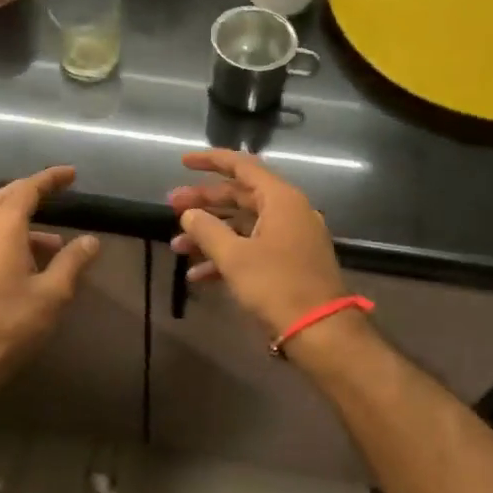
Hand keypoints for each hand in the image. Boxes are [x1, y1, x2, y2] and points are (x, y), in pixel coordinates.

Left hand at [0, 166, 100, 395]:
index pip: (25, 191)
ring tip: (58, 242)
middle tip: (57, 191)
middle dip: (30, 190)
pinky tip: (37, 264)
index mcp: (2, 233)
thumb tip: (90, 240)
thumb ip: (72, 262)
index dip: (48, 179)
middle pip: (4, 198)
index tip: (70, 174)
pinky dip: (16, 238)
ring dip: (24, 219)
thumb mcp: (52, 294)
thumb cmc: (11, 324)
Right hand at [167, 150, 346, 340]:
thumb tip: (189, 213)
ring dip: (209, 234)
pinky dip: (226, 256)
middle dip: (204, 203)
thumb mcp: (235, 257)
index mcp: (280, 199)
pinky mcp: (288, 262)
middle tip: (171, 206)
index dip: (211, 161)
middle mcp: (288, 212)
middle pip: (240, 196)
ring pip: (242, 225)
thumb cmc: (277, 286)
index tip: (183, 162)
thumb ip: (207, 230)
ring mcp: (290, 238)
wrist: (320, 330)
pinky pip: (252, 248)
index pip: (242, 166)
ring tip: (176, 246)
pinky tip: (197, 275)